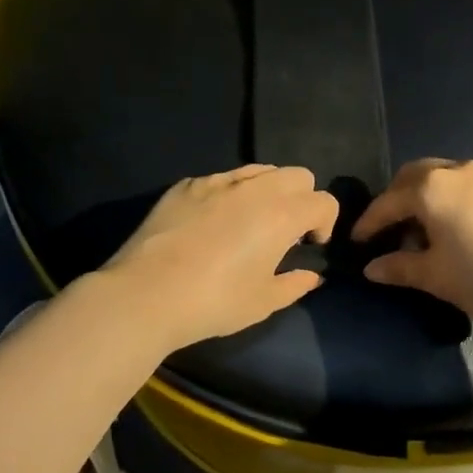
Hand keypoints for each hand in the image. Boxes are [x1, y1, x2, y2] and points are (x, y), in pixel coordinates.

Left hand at [103, 165, 338, 348]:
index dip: (325, 222)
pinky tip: (212, 223)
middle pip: (297, 175)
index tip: (310, 245)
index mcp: (282, 214)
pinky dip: (230, 193)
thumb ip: (294, 284)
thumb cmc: (214, 302)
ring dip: (268, 191)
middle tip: (285, 231)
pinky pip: (222, 178)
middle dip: (302, 198)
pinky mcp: (186, 185)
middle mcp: (255, 188)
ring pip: (260, 169)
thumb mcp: (263, 302)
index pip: (323, 201)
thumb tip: (311, 275)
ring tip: (251, 222)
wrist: (146, 293)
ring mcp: (217, 181)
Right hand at [352, 158, 472, 327]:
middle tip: (387, 231)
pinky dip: (445, 198)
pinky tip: (453, 228)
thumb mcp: (437, 277)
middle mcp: (453, 171)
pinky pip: (461, 184)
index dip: (368, 224)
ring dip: (421, 197)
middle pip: (411, 177)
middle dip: (393, 201)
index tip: (356, 243)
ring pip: (438, 177)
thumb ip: (399, 268)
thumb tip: (371, 267)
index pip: (386, 203)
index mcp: (430, 189)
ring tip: (420, 231)